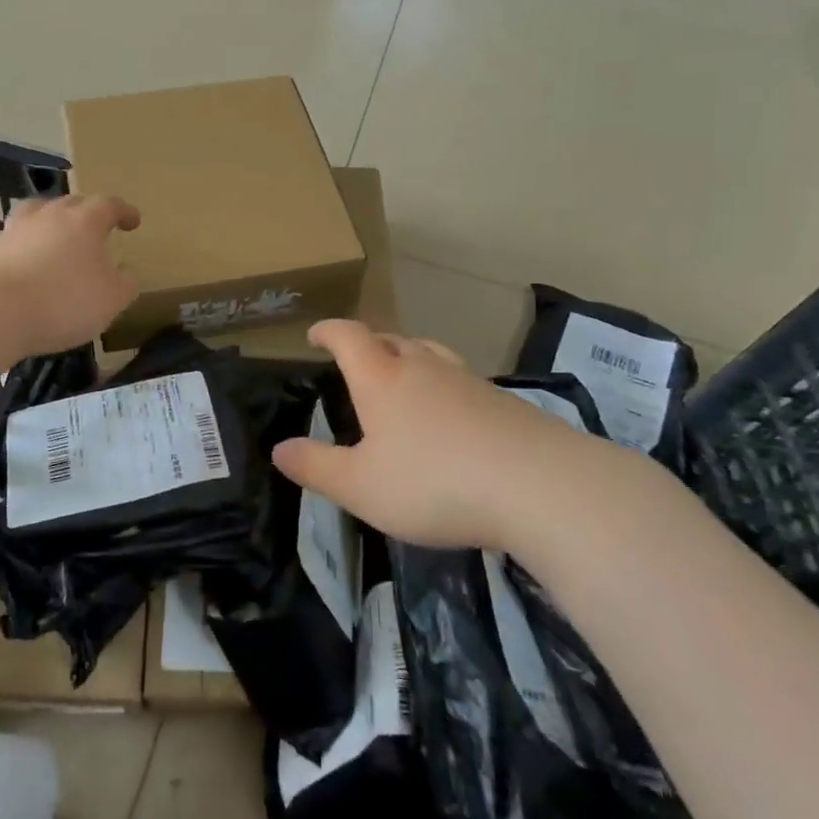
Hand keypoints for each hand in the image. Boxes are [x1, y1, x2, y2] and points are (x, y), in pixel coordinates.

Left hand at [0, 194, 140, 356]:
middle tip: (97, 228)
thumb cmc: (64, 302)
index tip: (133, 221)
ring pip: (39, 212)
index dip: (124, 212)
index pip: (109, 205)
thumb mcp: (111, 300)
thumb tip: (126, 272)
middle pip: (72, 203)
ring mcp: (17, 229)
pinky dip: (27, 244)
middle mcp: (50, 215)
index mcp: (85, 221)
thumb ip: (125, 283)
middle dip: (88, 212)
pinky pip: (17, 238)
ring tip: (57, 236)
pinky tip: (29, 262)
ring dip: (52, 221)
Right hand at [273, 320, 613, 550]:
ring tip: (402, 376)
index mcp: (382, 378)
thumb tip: (279, 448)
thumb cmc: (434, 483)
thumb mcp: (361, 486)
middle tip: (357, 359)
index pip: (349, 337)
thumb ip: (316, 467)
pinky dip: (444, 387)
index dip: (329, 331)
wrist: (539, 486)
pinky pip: (461, 381)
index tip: (315, 334)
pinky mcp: (503, 402)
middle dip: (369, 344)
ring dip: (409, 358)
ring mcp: (468, 381)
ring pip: (430, 354)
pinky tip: (451, 417)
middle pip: (391, 339)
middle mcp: (424, 368)